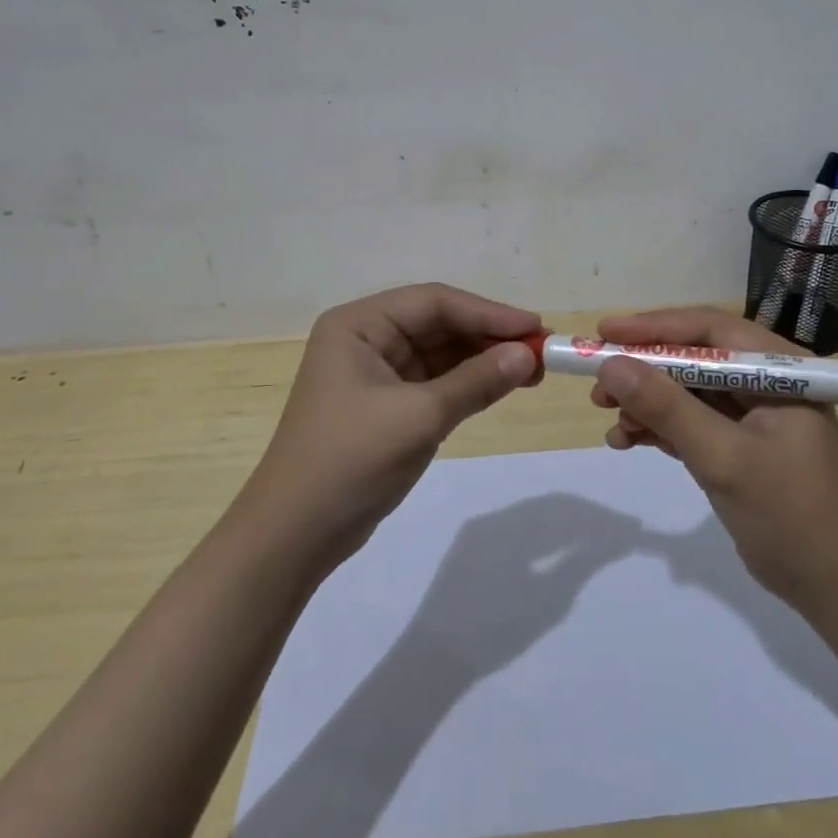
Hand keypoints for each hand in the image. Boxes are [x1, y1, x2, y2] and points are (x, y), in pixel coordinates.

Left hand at [241, 284, 540, 575]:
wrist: (295, 535)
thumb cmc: (350, 461)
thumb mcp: (419, 417)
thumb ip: (476, 381)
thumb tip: (529, 354)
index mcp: (359, 325)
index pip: (434, 302)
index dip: (488, 312)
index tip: (535, 328)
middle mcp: (366, 338)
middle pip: (439, 324)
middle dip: (489, 337)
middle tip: (542, 351)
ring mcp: (376, 372)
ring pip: (442, 353)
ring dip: (484, 360)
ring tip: (533, 371)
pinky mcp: (387, 404)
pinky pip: (436, 382)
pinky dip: (469, 384)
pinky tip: (503, 386)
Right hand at [590, 308, 837, 613]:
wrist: (836, 588)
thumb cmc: (791, 514)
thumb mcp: (723, 457)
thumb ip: (667, 408)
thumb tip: (610, 365)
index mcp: (777, 369)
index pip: (707, 331)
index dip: (652, 327)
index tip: (603, 335)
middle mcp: (764, 381)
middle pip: (692, 358)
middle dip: (643, 370)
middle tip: (598, 384)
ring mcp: (751, 414)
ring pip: (685, 390)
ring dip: (646, 402)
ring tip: (608, 419)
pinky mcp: (737, 444)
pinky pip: (689, 421)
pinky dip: (658, 428)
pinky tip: (626, 440)